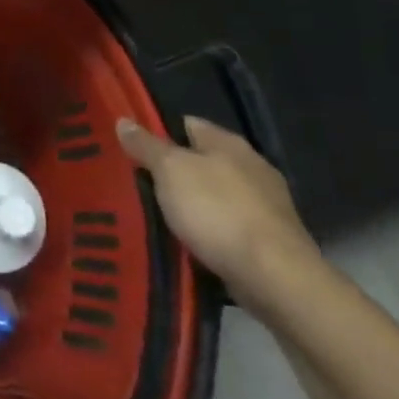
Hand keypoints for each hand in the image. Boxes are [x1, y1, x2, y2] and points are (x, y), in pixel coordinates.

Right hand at [117, 116, 321, 315]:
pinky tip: (188, 242)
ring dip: (191, 204)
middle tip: (138, 183)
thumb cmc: (218, 211)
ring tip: (158, 215)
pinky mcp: (269, 241)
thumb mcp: (170, 171)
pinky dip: (208, 232)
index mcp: (229, 143)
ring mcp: (265, 206)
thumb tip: (123, 120)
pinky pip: (227, 227)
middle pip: (201, 161)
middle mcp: (251, 167)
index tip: (132, 147)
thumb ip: (147, 146)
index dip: (158, 132)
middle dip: (173, 172)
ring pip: (214, 196)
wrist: (275, 278)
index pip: (187, 124)